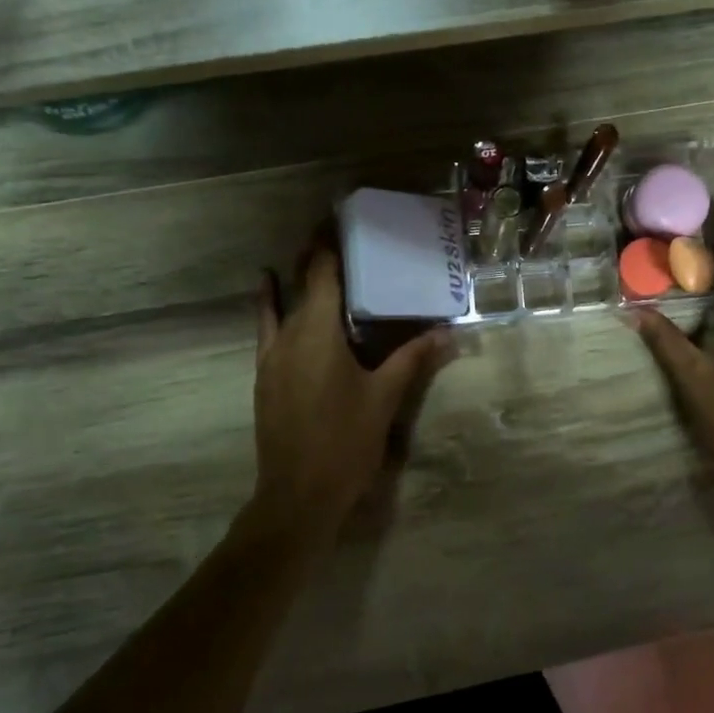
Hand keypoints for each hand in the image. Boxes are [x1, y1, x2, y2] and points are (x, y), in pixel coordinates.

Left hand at [248, 245, 451, 537]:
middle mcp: (289, 334)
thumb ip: (414, 359)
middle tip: (339, 233)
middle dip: (317, 255)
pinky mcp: (264, 376)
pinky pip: (266, 328)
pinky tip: (268, 291)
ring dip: (295, 277)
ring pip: (282, 303)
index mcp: (318, 332)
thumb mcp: (384, 398)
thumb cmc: (345, 442)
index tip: (339, 216)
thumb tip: (449, 332)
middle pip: (301, 281)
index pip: (321, 272)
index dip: (329, 242)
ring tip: (309, 252)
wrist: (297, 495)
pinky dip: (269, 305)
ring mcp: (271, 356)